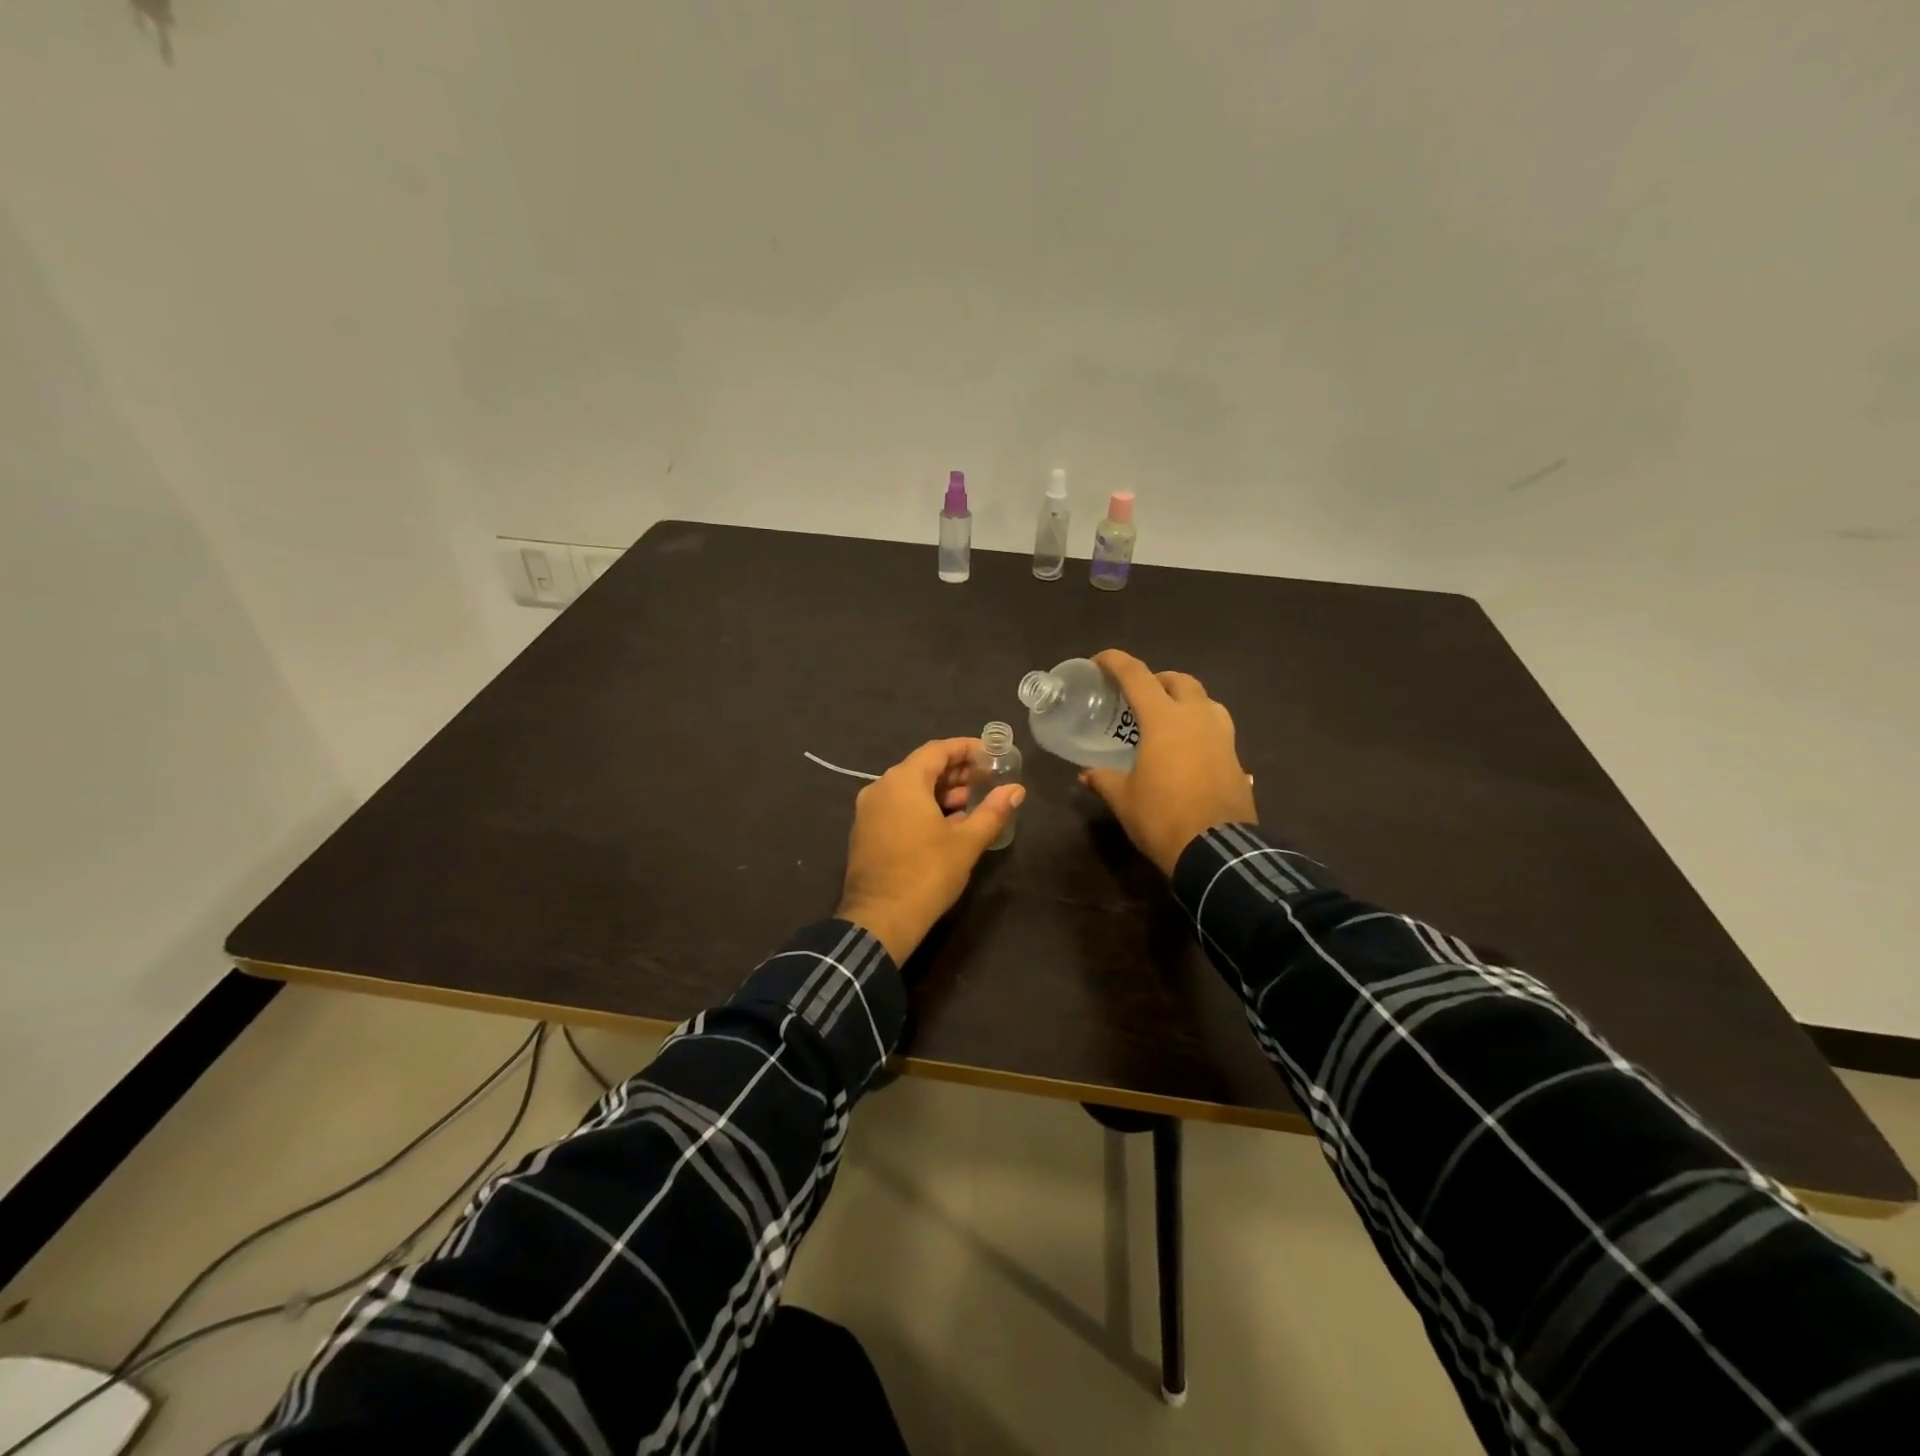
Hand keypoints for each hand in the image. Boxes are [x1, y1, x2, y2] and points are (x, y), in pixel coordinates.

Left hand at [836, 738, 1024, 962]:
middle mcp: (880, 788)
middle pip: (922, 768)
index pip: (938, 750)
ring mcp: (868, 811)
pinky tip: (947, 824)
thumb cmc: (926, 874)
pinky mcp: (865, 833)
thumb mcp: (966, 842)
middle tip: (987, 780)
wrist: (880, 920)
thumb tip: (1016, 790)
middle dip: (956, 772)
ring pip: (909, 789)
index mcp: (903, 781)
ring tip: (973, 804)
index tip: (991, 754)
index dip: (966, 748)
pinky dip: (922, 808)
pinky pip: (897, 808)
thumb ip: (992, 811)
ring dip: (941, 792)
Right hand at [1080, 649, 1256, 875]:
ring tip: (1168, 718)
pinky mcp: (1236, 758)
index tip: (1099, 661)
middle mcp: (1197, 718)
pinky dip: (1200, 727)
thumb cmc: (1162, 817)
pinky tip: (1189, 749)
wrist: (1217, 851)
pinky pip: (1218, 729)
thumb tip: (1086, 774)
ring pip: (1206, 701)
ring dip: (1186, 700)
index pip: (1137, 676)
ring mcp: (1222, 737)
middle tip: (1138, 694)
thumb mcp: (1124, 799)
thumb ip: (1104, 779)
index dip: (1116, 662)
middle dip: (1157, 679)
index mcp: (1164, 720)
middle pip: (1179, 680)